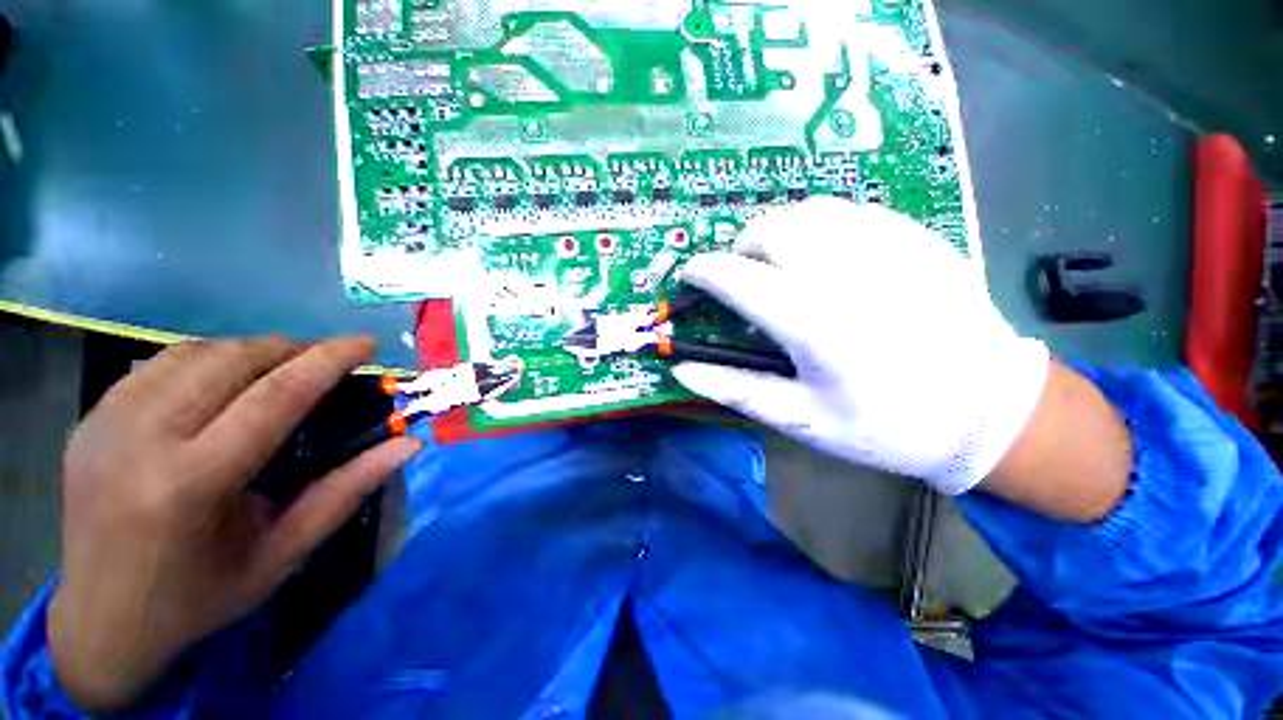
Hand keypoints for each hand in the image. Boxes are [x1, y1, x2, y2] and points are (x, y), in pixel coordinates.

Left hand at [48, 337, 419, 711]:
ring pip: (194, 352)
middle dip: (291, 350)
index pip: (274, 396)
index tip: (366, 342)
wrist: (99, 624)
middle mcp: (140, 441)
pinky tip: (223, 383)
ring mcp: (105, 424)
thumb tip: (407, 445)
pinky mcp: (89, 419)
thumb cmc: (199, 598)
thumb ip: (346, 492)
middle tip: (326, 363)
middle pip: (232, 361)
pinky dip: (206, 360)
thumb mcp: (282, 555)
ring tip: (280, 371)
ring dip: (250, 352)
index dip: (328, 360)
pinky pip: (159, 364)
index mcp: (191, 484)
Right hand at [674, 199, 1049, 495]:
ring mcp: (888, 248)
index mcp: (813, 323)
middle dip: (741, 246)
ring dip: (778, 231)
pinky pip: (851, 212)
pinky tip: (824, 256)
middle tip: (740, 273)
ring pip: (809, 211)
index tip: (691, 275)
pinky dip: (819, 226)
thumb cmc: (884, 425)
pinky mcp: (917, 239)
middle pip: (771, 230)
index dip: (704, 271)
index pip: (737, 278)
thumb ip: (736, 389)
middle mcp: (847, 273)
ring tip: (776, 261)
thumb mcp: (801, 419)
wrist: (988, 413)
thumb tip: (681, 371)